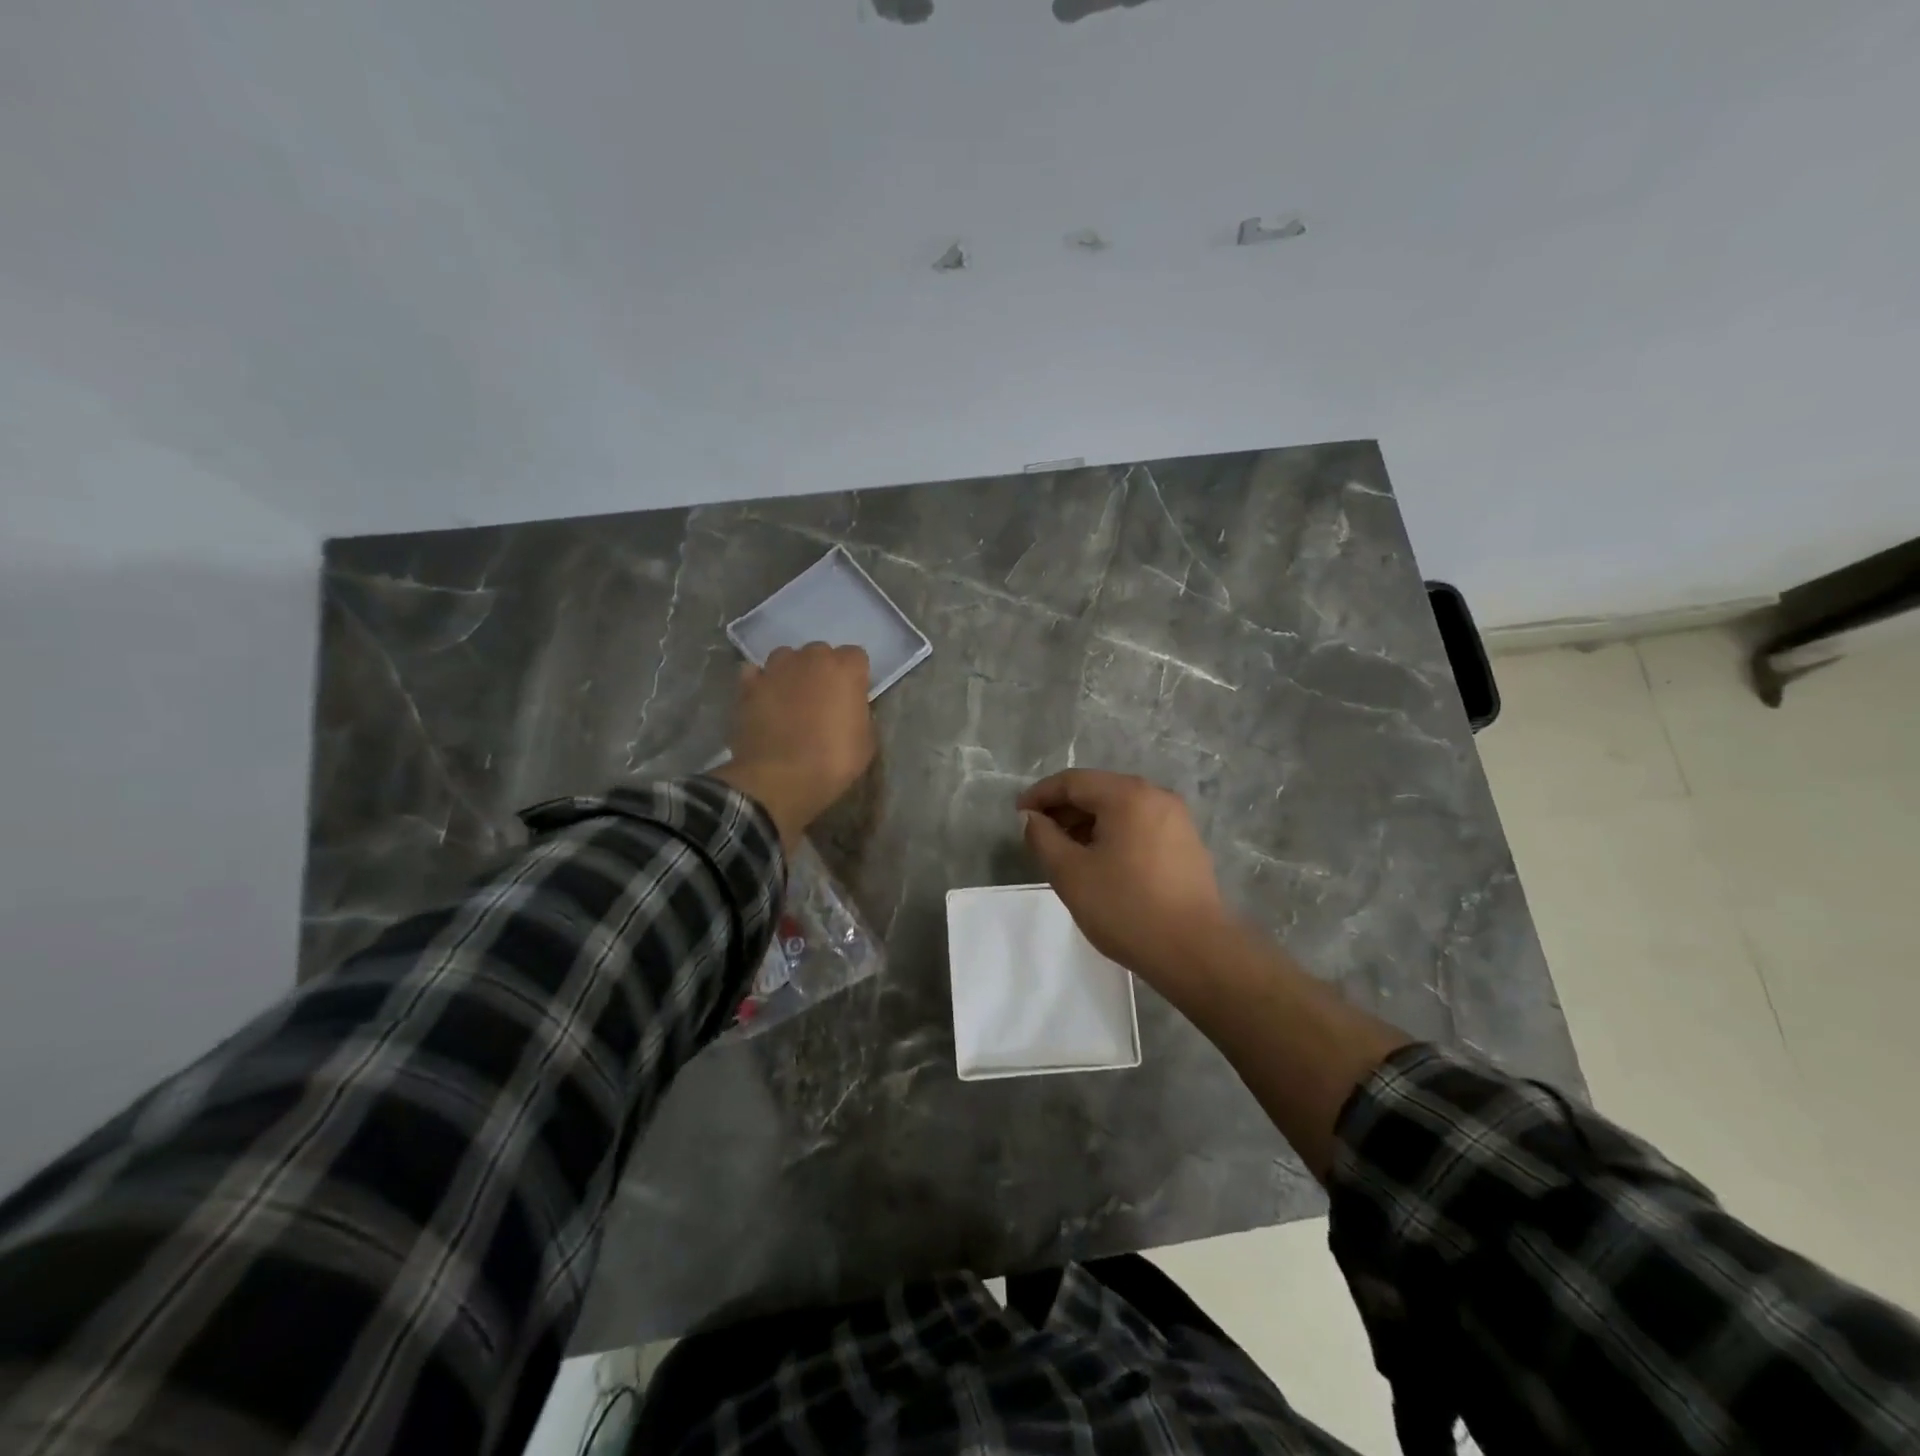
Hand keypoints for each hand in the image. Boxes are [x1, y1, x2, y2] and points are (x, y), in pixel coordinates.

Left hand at [713, 643, 874, 851]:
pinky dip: (761, 682)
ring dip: (791, 673)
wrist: (780, 778)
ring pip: (786, 658)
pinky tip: (764, 701)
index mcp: (845, 668)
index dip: (853, 677)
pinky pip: (756, 674)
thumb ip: (859, 714)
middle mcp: (811, 658)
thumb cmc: (833, 761)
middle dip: (822, 671)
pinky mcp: (748, 685)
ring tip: (790, 699)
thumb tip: (849, 709)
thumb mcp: (866, 742)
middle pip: (820, 653)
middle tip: (821, 700)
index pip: (855, 656)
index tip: (851, 698)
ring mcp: (775, 668)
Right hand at [1017, 770, 1232, 988]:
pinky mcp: (1186, 844)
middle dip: (1064, 809)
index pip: (1073, 781)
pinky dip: (1113, 835)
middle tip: (1038, 835)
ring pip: (1120, 809)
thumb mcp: (1070, 873)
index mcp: (1128, 795)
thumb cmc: (1126, 908)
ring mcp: (1176, 820)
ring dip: (1088, 823)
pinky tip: (1100, 863)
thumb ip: (1042, 838)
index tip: (1018, 815)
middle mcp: (1156, 796)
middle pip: (1099, 791)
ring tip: (1065, 852)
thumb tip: (1031, 818)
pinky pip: (1139, 826)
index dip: (1040, 795)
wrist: (1195, 952)